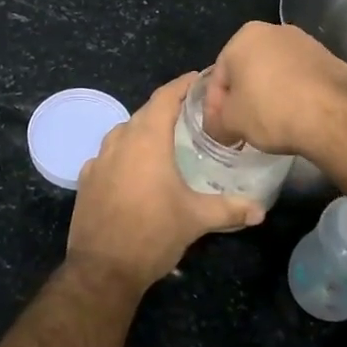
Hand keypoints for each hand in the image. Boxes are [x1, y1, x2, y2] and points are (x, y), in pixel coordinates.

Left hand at [68, 73, 263, 291]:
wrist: (103, 269)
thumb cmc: (153, 233)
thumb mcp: (196, 219)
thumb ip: (229, 208)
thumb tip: (260, 210)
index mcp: (147, 140)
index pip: (165, 97)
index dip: (182, 84)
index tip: (199, 77)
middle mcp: (120, 141)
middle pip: (144, 112)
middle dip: (166, 107)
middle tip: (190, 111)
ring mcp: (99, 160)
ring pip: (124, 132)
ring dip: (143, 129)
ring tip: (164, 138)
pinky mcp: (86, 180)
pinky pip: (108, 155)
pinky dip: (124, 153)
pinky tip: (135, 168)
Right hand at [204, 22, 346, 157]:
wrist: (331, 116)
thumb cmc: (270, 110)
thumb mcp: (231, 122)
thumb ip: (218, 121)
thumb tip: (219, 127)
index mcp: (245, 36)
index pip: (220, 74)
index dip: (215, 105)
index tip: (219, 128)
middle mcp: (276, 31)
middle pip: (249, 68)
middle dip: (243, 96)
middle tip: (242, 126)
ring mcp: (308, 43)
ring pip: (278, 72)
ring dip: (271, 94)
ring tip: (271, 123)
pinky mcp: (332, 60)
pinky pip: (303, 79)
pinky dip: (296, 95)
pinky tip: (298, 117)